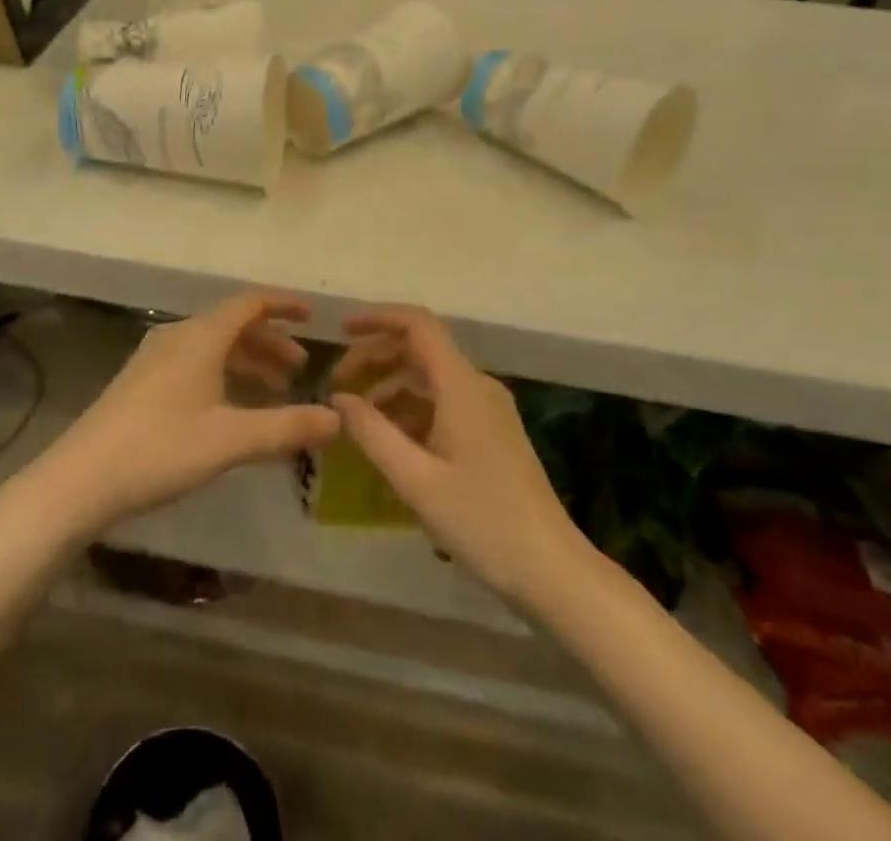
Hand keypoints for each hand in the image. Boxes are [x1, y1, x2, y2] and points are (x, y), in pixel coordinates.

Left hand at [26, 292, 339, 535]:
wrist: (81, 478)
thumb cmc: (160, 449)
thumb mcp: (230, 440)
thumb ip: (286, 428)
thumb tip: (338, 419)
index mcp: (200, 336)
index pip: (250, 303)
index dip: (283, 305)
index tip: (312, 317)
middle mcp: (178, 336)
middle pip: (233, 325)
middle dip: (269, 343)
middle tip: (299, 370)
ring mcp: (155, 358)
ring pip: (213, 346)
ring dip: (247, 361)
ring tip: (274, 391)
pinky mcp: (141, 381)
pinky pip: (194, 362)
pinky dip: (223, 374)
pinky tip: (231, 408)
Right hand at [331, 305, 586, 605]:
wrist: (553, 571)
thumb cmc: (482, 522)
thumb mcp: (415, 480)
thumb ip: (372, 433)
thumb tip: (338, 399)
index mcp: (461, 385)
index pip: (417, 324)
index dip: (377, 318)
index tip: (340, 330)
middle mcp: (476, 386)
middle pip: (420, 349)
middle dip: (376, 358)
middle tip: (337, 385)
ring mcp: (488, 410)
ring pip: (430, 379)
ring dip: (390, 387)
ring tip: (357, 419)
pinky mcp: (492, 434)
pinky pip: (443, 404)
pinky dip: (411, 410)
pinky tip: (391, 442)